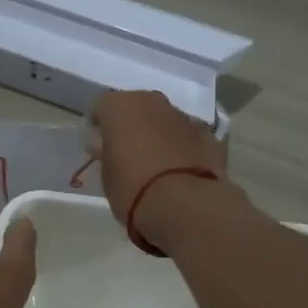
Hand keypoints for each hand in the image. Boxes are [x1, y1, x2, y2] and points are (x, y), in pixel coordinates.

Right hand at [89, 90, 227, 229]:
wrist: (184, 205)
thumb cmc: (132, 189)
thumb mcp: (106, 175)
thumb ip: (106, 153)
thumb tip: (106, 145)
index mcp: (120, 106)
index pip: (101, 107)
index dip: (99, 127)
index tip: (99, 148)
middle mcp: (153, 102)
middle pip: (137, 107)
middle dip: (132, 126)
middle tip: (127, 153)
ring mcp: (184, 117)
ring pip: (164, 120)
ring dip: (158, 135)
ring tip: (156, 165)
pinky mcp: (209, 135)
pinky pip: (187, 137)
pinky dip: (182, 148)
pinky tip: (180, 172)